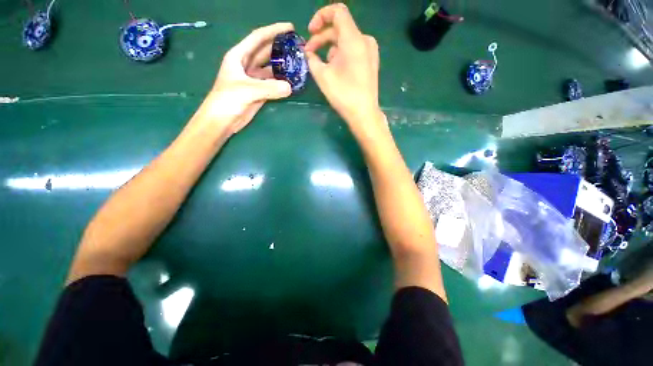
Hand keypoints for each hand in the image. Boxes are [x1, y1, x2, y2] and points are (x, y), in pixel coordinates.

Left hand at [195, 23, 293, 134]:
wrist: (221, 120)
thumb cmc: (227, 100)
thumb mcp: (247, 91)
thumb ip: (269, 88)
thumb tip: (290, 87)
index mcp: (239, 56)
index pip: (258, 38)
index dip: (273, 31)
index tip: (290, 27)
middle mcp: (246, 64)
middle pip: (265, 51)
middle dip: (280, 47)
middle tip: (298, 46)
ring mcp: (253, 79)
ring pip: (270, 68)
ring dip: (282, 66)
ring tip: (297, 63)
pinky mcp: (259, 92)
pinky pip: (272, 83)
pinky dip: (281, 82)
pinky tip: (291, 81)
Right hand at [304, 4, 381, 127]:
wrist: (364, 113)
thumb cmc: (343, 94)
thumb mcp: (322, 76)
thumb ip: (312, 59)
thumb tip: (309, 53)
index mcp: (354, 39)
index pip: (337, 12)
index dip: (320, 16)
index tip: (310, 32)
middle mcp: (365, 40)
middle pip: (340, 29)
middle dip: (322, 39)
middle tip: (309, 53)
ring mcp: (370, 52)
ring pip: (346, 41)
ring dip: (330, 49)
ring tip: (322, 66)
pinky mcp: (371, 62)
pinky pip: (354, 51)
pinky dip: (341, 55)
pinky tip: (335, 70)